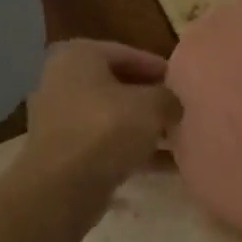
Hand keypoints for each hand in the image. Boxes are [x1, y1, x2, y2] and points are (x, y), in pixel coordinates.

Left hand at [23, 40, 180, 191]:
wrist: (62, 188)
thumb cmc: (106, 129)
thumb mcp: (152, 106)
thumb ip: (168, 98)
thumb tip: (172, 105)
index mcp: (78, 56)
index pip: (127, 54)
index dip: (159, 68)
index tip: (183, 83)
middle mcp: (61, 81)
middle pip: (117, 86)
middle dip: (150, 100)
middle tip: (180, 111)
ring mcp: (58, 119)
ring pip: (111, 117)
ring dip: (143, 129)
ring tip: (177, 140)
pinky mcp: (62, 153)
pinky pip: (104, 144)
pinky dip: (131, 151)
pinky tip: (165, 166)